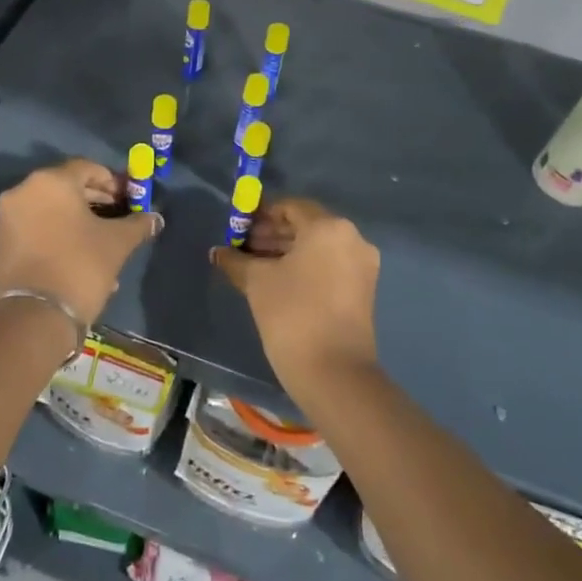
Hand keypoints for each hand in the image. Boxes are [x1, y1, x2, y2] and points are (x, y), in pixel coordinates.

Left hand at [0, 159, 160, 325]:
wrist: (34, 316)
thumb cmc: (80, 266)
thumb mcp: (117, 243)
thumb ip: (138, 224)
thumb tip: (156, 218)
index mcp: (51, 181)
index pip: (88, 168)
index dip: (113, 181)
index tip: (130, 199)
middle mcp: (24, 191)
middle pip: (68, 186)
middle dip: (97, 200)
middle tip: (120, 216)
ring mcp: (9, 217)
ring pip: (53, 209)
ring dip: (80, 219)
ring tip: (105, 241)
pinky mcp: (3, 241)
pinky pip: (39, 226)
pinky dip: (60, 233)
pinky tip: (83, 255)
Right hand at [211, 198, 379, 400]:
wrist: (334, 373)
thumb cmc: (291, 314)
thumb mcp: (257, 282)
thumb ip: (236, 259)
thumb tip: (218, 252)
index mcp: (328, 227)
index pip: (289, 207)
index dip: (260, 214)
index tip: (237, 229)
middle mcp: (351, 238)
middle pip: (305, 225)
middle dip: (272, 233)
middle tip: (242, 248)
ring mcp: (362, 265)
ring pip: (317, 247)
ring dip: (286, 251)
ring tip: (254, 266)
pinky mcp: (363, 289)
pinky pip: (329, 265)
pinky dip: (304, 266)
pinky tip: (277, 281)